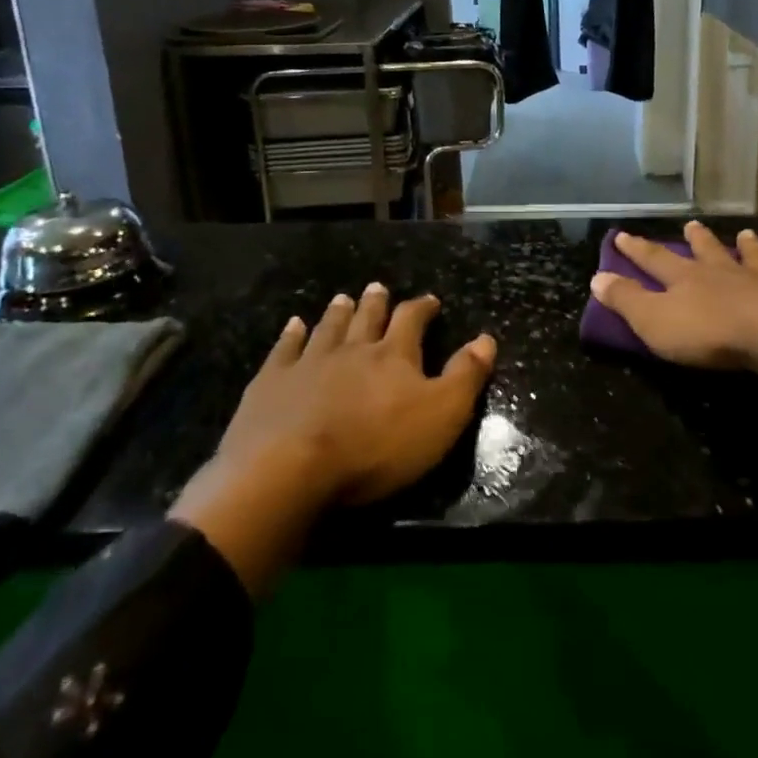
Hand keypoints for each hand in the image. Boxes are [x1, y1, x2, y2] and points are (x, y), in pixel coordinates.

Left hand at [170, 285, 496, 595]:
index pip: (411, 321)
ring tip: (343, 298)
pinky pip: (284, 349)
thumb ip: (465, 376)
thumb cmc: (375, 447)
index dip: (422, 308)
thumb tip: (486, 339)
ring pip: (328, 328)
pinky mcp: (271, 382)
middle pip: (366, 318)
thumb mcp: (440, 416)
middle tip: (378, 287)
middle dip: (376, 302)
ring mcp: (308, 362)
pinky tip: (293, 325)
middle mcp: (352, 349)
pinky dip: (291, 334)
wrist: (289, 469)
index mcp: (393, 356)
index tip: (429, 300)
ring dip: (338, 312)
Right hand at [591, 223, 757, 422]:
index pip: (654, 260)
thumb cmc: (709, 333)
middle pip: (706, 252)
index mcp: (686, 280)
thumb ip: (626, 300)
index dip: (637, 249)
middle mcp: (723, 273)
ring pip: (753, 258)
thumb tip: (597, 277)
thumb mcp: (654, 321)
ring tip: (746, 233)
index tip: (622, 234)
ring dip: (748, 247)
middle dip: (696, 240)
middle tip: (691, 224)